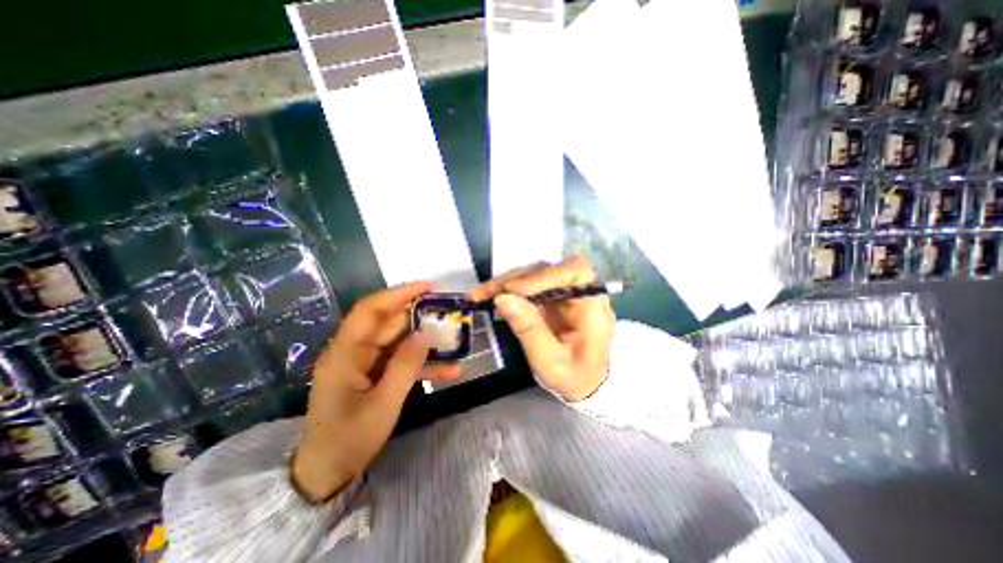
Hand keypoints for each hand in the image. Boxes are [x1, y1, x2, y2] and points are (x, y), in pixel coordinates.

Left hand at [291, 282, 461, 499]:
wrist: (327, 473)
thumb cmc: (349, 439)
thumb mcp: (383, 404)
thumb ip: (405, 366)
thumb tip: (425, 333)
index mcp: (345, 352)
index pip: (371, 309)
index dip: (398, 293)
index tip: (428, 287)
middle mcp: (354, 351)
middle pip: (389, 323)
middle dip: (420, 316)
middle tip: (449, 312)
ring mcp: (366, 363)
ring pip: (400, 342)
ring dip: (426, 342)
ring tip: (455, 340)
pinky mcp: (375, 374)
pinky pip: (402, 361)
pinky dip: (423, 363)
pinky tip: (450, 370)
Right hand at [468, 258, 615, 400]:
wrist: (584, 384)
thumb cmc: (574, 378)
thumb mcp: (551, 362)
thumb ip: (530, 330)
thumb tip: (503, 298)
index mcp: (592, 308)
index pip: (575, 272)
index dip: (544, 275)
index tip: (515, 290)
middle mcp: (580, 293)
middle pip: (549, 270)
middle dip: (515, 279)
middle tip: (485, 292)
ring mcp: (565, 294)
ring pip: (535, 275)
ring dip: (507, 283)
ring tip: (481, 294)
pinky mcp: (552, 298)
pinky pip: (530, 287)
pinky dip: (509, 291)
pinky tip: (492, 298)